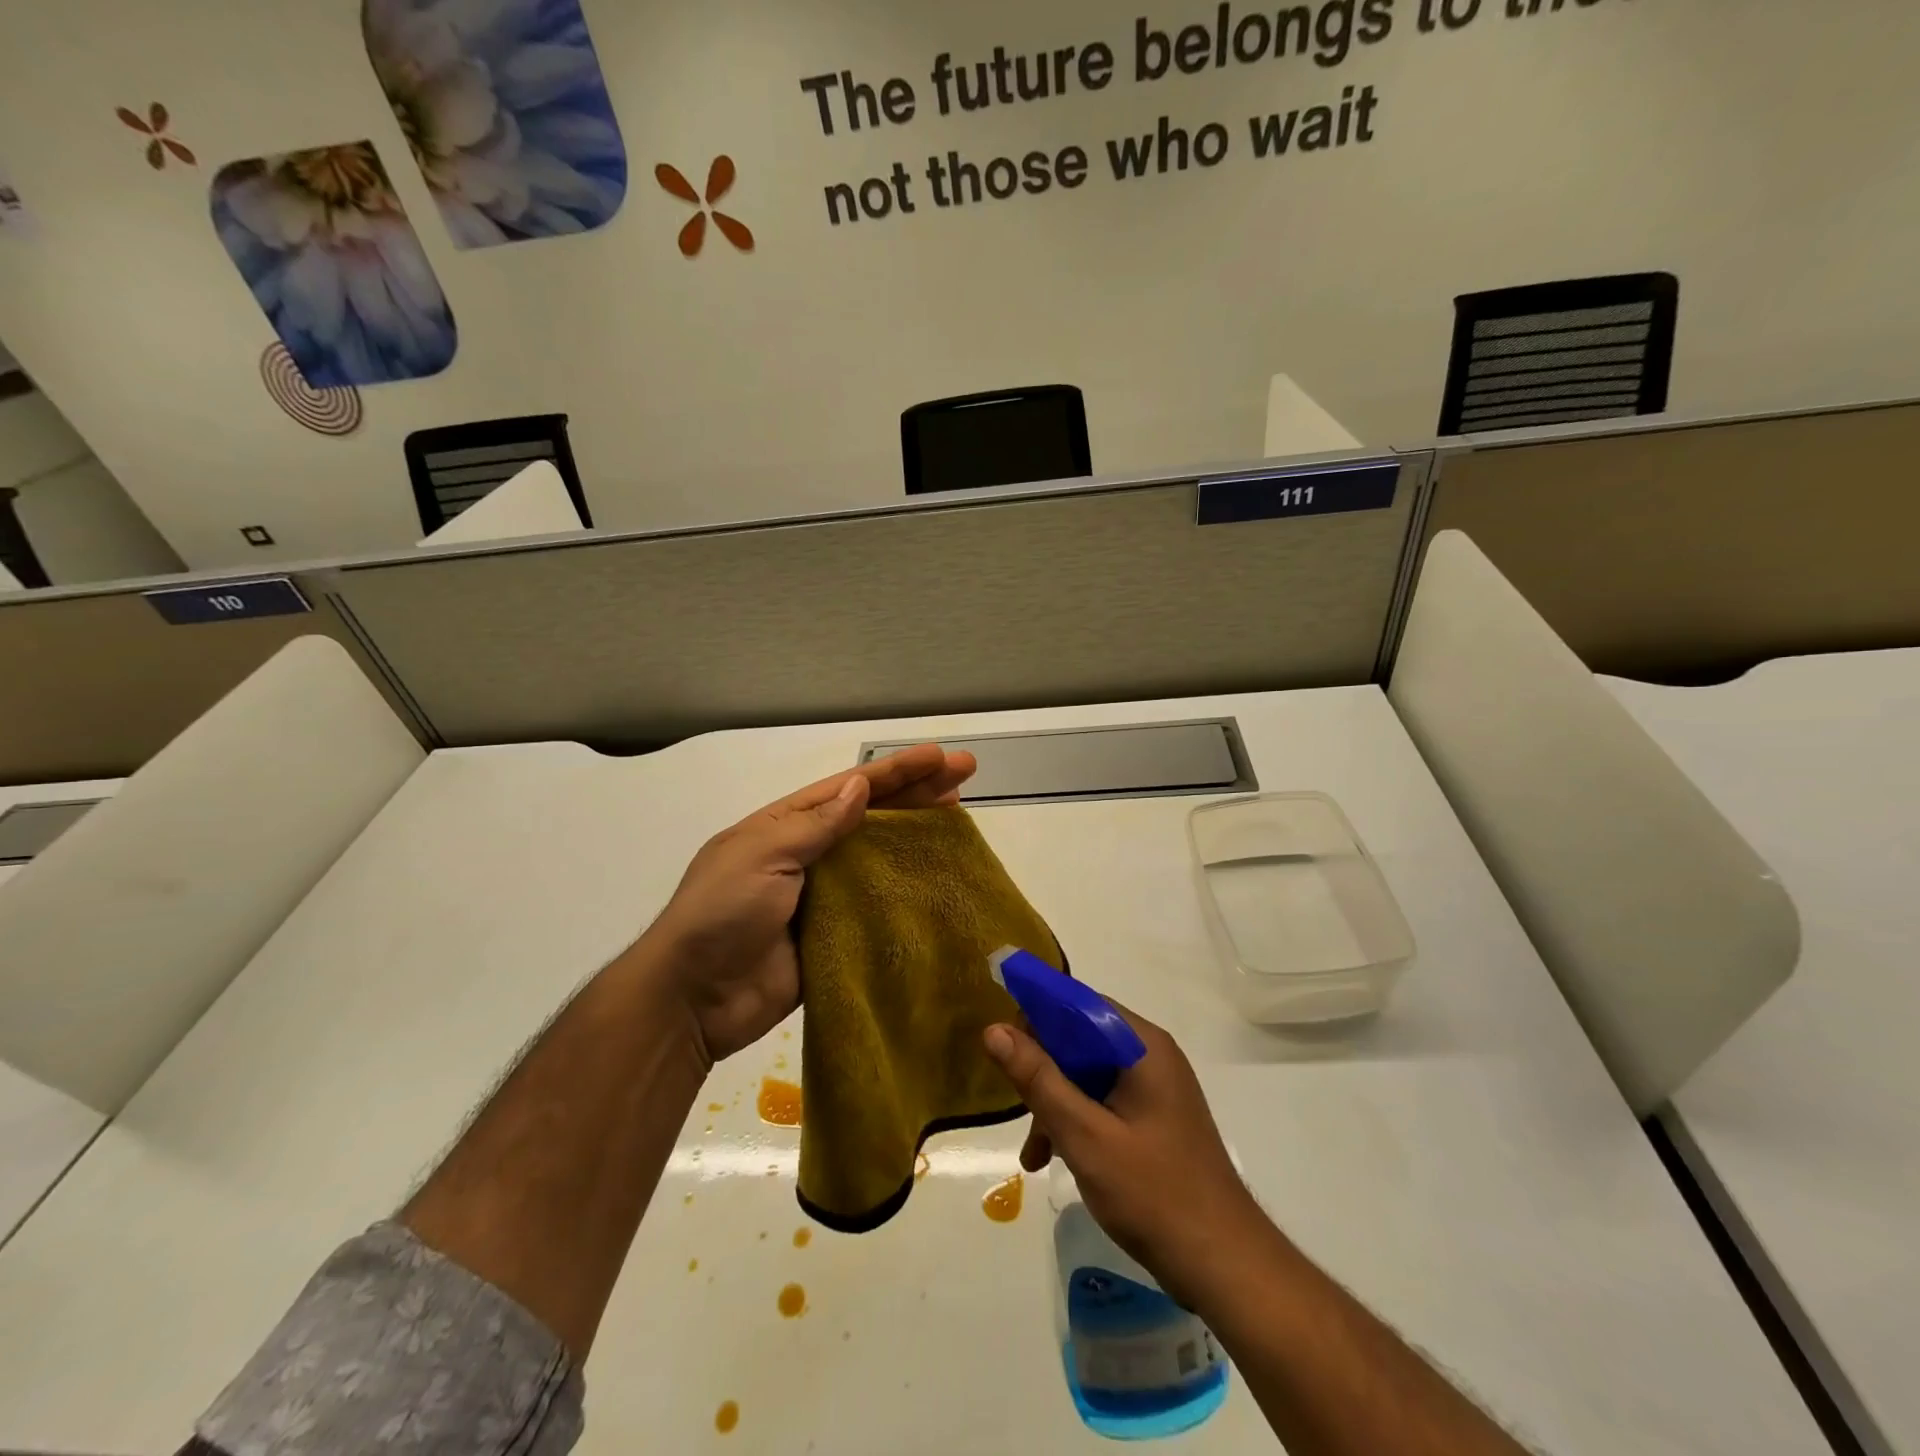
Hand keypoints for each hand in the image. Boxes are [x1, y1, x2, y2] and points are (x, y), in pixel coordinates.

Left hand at [642, 744, 976, 1063]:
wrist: (694, 999)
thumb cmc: (722, 913)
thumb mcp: (763, 855)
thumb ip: (815, 826)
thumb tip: (858, 788)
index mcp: (786, 825)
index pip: (850, 789)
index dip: (897, 771)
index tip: (941, 757)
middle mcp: (808, 853)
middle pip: (872, 816)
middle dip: (917, 793)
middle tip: (966, 774)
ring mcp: (823, 896)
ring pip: (880, 858)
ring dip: (917, 836)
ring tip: (959, 816)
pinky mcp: (835, 936)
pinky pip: (876, 908)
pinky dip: (906, 893)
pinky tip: (938, 881)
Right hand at [984, 1004, 1265, 1305]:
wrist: (1225, 1266)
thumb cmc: (1154, 1194)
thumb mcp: (1084, 1135)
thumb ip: (1038, 1079)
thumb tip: (994, 1030)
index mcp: (1141, 1045)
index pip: (1078, 1003)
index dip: (1037, 1015)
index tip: (1002, 1045)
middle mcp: (1150, 1054)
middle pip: (1080, 1039)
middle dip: (1043, 1070)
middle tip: (1017, 1107)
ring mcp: (1155, 1087)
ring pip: (1088, 1073)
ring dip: (1055, 1103)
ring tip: (1033, 1153)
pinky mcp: (1154, 1117)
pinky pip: (1103, 1099)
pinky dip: (1076, 1120)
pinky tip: (1055, 1158)